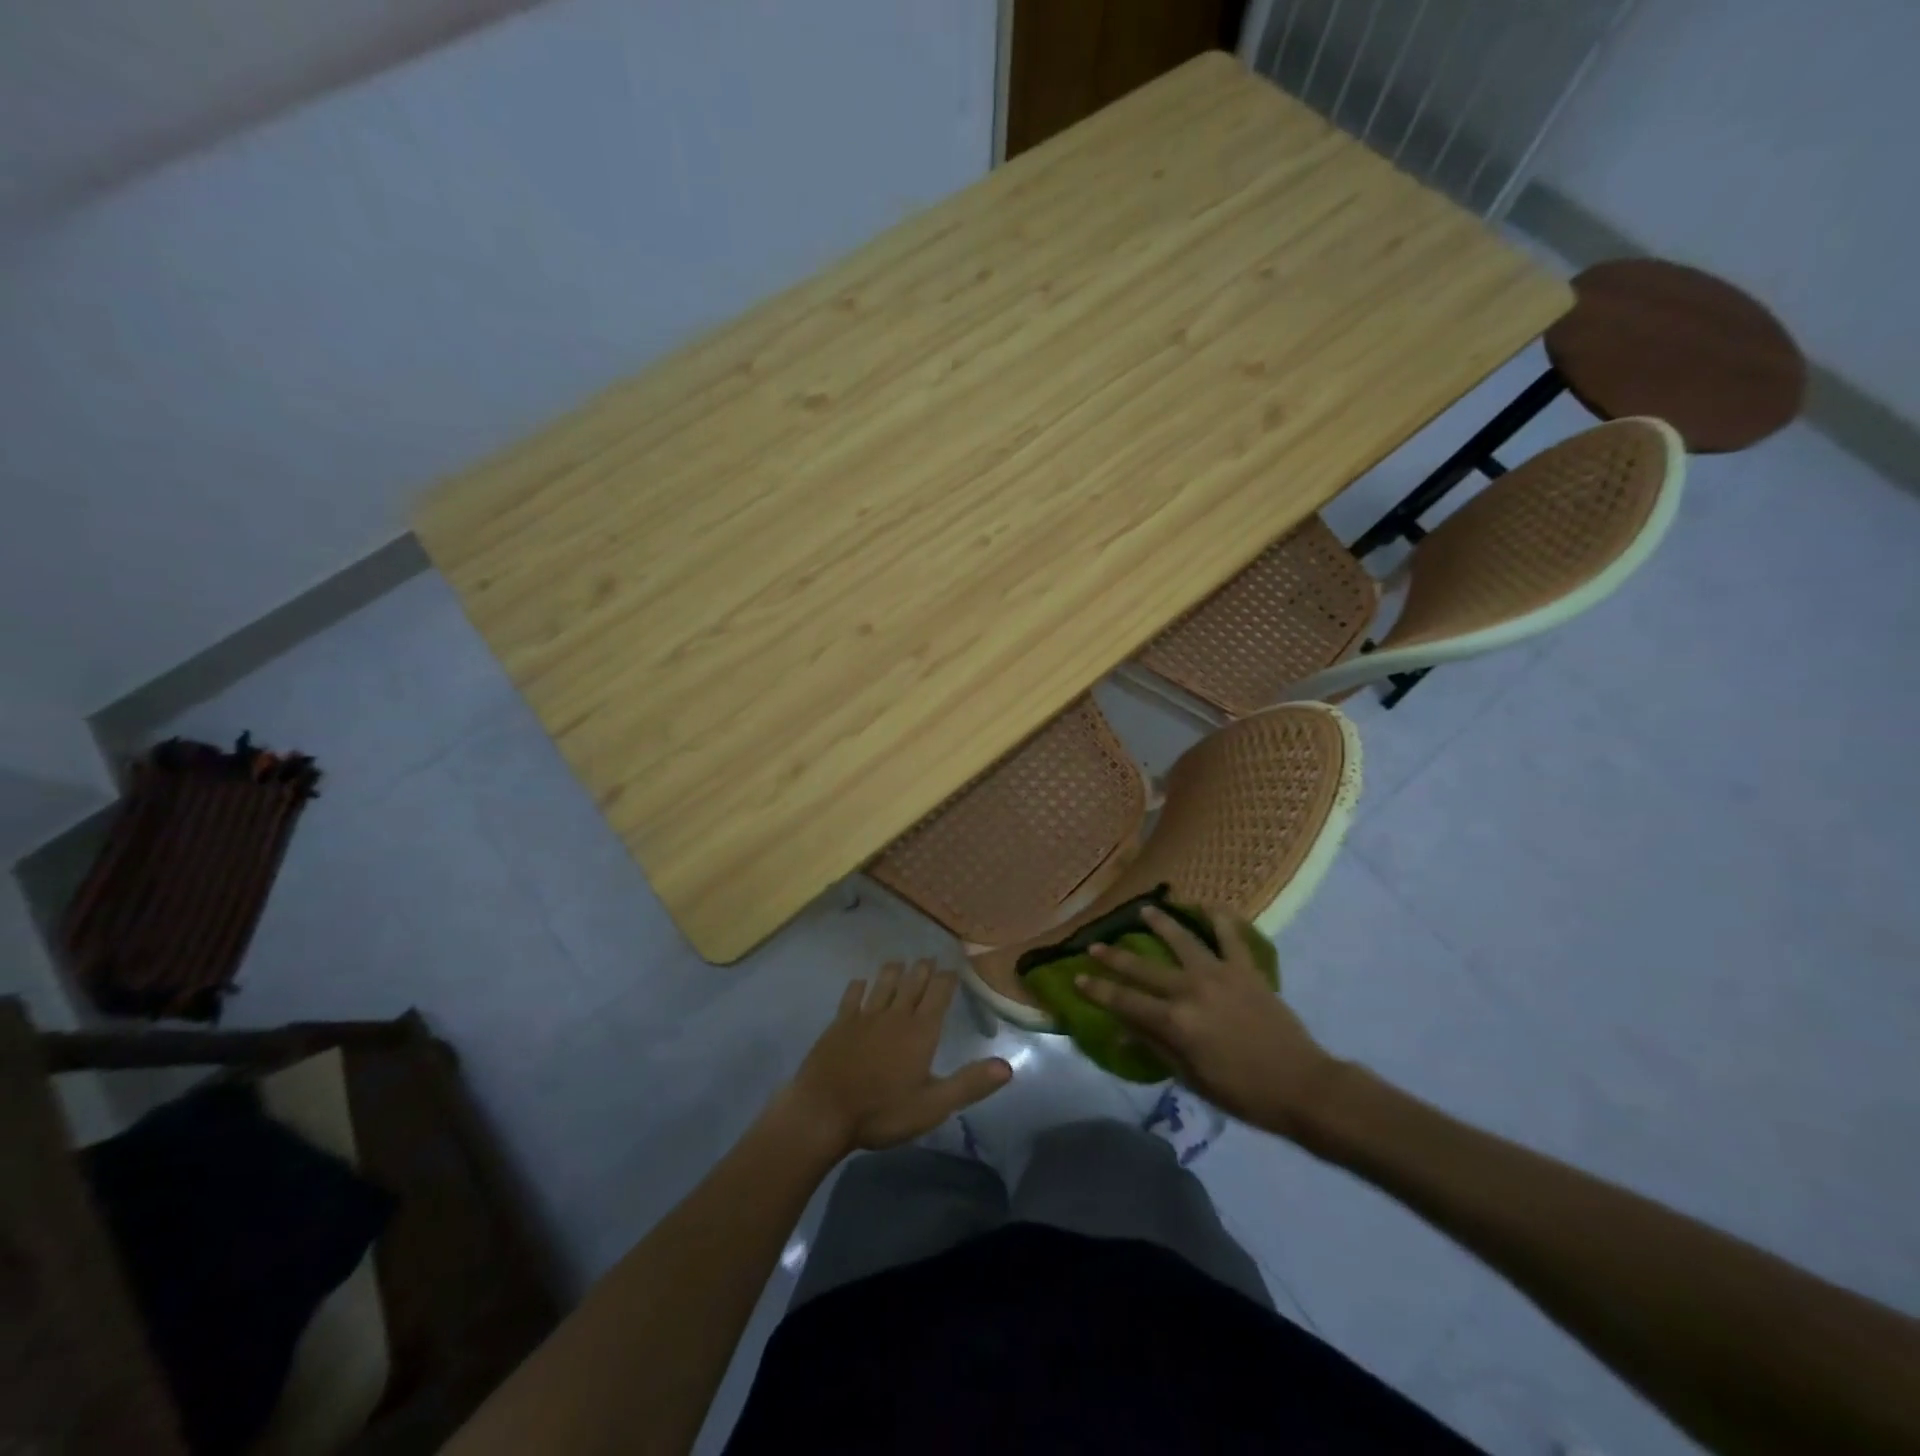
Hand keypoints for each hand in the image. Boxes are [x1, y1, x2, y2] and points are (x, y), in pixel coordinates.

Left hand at [776, 960, 1012, 1155]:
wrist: (823, 1112)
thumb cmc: (882, 1112)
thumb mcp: (933, 1105)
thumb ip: (969, 1084)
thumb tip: (1007, 1067)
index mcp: (921, 1031)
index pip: (939, 993)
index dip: (948, 978)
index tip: (954, 967)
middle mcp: (895, 1014)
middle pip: (912, 982)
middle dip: (923, 969)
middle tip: (929, 959)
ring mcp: (864, 1016)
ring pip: (883, 982)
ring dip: (893, 970)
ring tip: (900, 963)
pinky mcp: (839, 1023)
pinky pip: (852, 996)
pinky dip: (859, 986)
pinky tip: (860, 983)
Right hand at [1081, 905, 1340, 1138]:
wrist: (1302, 1086)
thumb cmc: (1243, 1093)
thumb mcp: (1191, 1078)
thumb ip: (1156, 1049)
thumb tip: (1121, 1032)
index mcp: (1175, 1022)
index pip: (1125, 1001)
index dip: (1098, 990)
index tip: (1077, 977)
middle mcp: (1191, 990)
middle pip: (1144, 969)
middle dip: (1115, 957)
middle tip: (1095, 944)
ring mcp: (1220, 974)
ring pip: (1182, 940)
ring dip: (1160, 923)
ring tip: (1144, 910)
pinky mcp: (1246, 969)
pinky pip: (1230, 936)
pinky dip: (1219, 918)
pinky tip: (1207, 905)